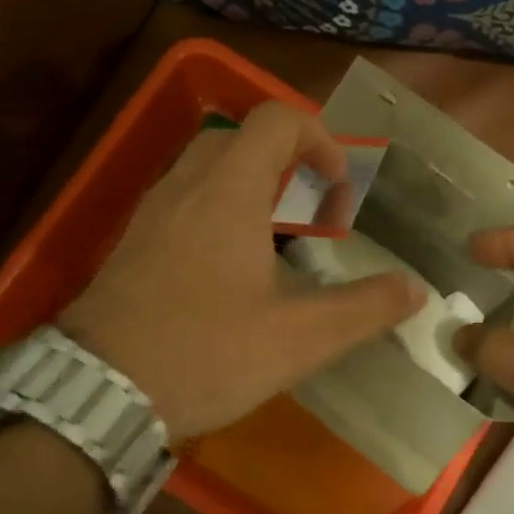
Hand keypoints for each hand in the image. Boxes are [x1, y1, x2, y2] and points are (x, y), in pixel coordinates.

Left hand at [58, 102, 424, 440]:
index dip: (319, 139)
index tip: (340, 189)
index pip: (275, 120)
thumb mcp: (299, 338)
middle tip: (313, 213)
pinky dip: (218, 214)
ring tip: (280, 244)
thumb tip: (414, 290)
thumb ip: (363, 309)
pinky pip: (183, 203)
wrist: (98, 392)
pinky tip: (232, 273)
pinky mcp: (132, 246)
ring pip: (207, 171)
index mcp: (228, 192)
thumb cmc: (205, 353)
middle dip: (287, 163)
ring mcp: (150, 215)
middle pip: (239, 140)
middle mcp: (184, 188)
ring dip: (251, 189)